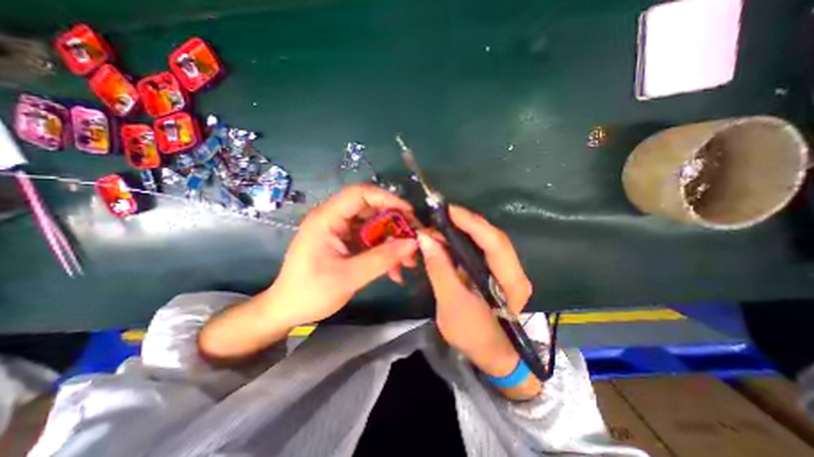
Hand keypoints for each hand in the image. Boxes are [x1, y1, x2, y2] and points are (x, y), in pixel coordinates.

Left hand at [197, 183, 415, 361]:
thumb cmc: (310, 293)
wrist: (288, 311)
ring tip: (409, 263)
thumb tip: (413, 243)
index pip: (360, 194)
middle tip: (414, 241)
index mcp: (327, 219)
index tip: (409, 213)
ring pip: (375, 227)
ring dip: (393, 243)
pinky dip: (385, 253)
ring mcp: (341, 232)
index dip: (387, 199)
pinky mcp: (347, 244)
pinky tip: (395, 271)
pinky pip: (371, 241)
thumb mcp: (349, 277)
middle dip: (396, 225)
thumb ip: (382, 259)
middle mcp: (335, 220)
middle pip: (372, 210)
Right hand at [420, 207, 535, 381]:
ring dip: (461, 231)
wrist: (493, 356)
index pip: (494, 242)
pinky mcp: (494, 271)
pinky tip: (446, 240)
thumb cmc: (475, 336)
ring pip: (484, 241)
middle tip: (438, 217)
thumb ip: (439, 269)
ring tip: (438, 227)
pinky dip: (461, 242)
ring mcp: (505, 269)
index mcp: (511, 281)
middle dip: (464, 224)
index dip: (472, 223)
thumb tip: (425, 238)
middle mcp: (513, 270)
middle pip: (490, 237)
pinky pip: (478, 249)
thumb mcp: (451, 304)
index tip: (448, 211)